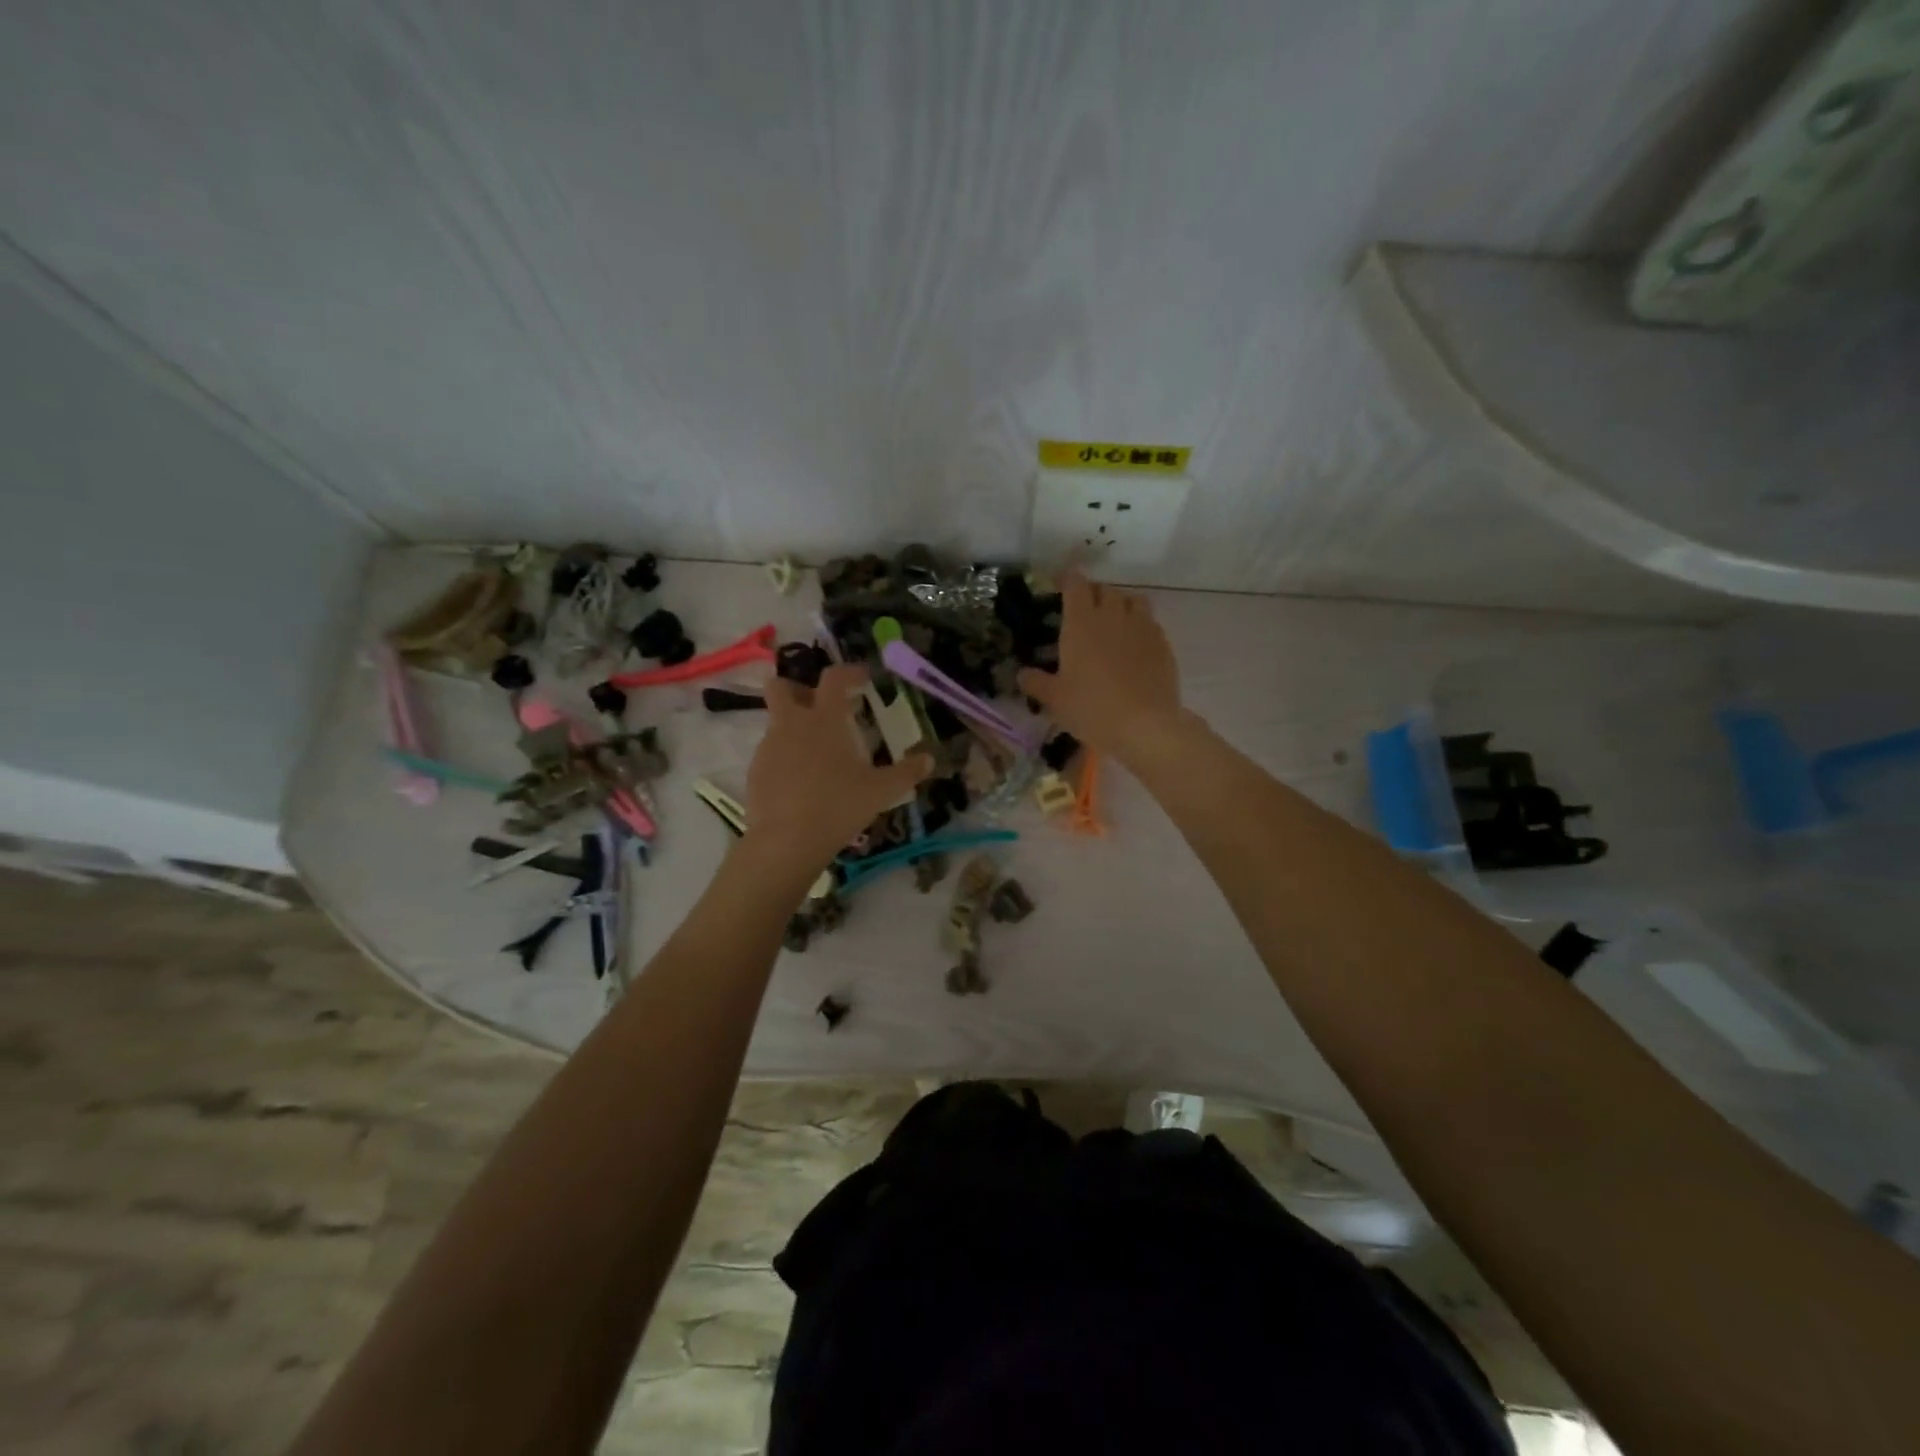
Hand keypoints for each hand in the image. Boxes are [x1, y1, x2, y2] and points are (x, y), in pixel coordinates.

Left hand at [744, 664, 931, 868]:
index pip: (833, 678)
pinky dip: (785, 758)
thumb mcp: (881, 791)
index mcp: (825, 719)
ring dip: (794, 727)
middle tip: (819, 706)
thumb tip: (929, 759)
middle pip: (781, 687)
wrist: (786, 841)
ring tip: (817, 755)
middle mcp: (792, 724)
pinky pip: (770, 753)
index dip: (848, 672)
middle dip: (797, 688)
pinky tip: (801, 783)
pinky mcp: (755, 771)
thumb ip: (906, 772)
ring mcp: (768, 747)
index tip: (862, 679)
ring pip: (777, 722)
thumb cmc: (839, 806)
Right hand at [1018, 573, 1183, 762]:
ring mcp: (1142, 627)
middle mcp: (1112, 615)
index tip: (1058, 587)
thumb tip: (1022, 674)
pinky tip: (1134, 646)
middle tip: (1083, 612)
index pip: (1075, 584)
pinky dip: (1140, 626)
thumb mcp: (1055, 699)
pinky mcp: (1163, 643)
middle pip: (1104, 589)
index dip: (1066, 580)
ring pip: (1133, 599)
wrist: (1145, 725)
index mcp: (1081, 622)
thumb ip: (1036, 682)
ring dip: (1120, 605)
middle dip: (1092, 594)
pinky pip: (1150, 622)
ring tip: (1113, 623)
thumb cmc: (1092, 708)